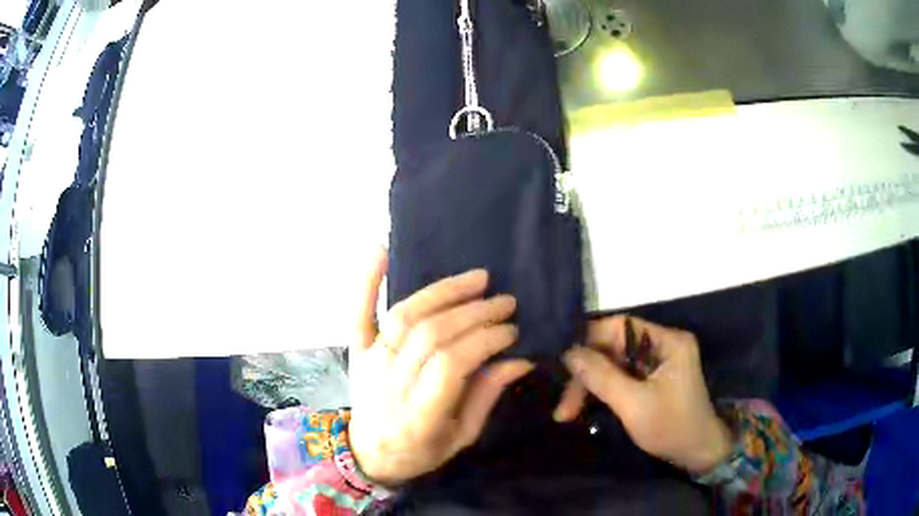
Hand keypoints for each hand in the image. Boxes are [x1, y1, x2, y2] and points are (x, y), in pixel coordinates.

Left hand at [349, 250, 533, 486]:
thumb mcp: (461, 436)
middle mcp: (391, 383)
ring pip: (405, 317)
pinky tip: (382, 250)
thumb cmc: (421, 451)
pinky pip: (358, 312)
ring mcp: (370, 362)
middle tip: (505, 301)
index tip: (512, 329)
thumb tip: (519, 358)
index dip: (484, 340)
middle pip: (431, 335)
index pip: (451, 364)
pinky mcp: (357, 350)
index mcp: (419, 414)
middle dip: (474, 313)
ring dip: (442, 293)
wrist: (369, 453)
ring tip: (476, 278)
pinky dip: (368, 281)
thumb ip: (486, 396)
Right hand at [553, 316, 731, 473]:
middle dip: (586, 374)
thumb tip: (569, 353)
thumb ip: (601, 377)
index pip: (620, 326)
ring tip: (567, 413)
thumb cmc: (671, 427)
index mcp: (667, 341)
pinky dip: (603, 391)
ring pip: (614, 364)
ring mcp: (659, 362)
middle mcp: (663, 344)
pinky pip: (622, 376)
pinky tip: (585, 406)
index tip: (562, 362)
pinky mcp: (654, 378)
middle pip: (614, 348)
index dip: (589, 340)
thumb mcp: (634, 405)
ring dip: (591, 386)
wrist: (699, 453)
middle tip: (564, 406)